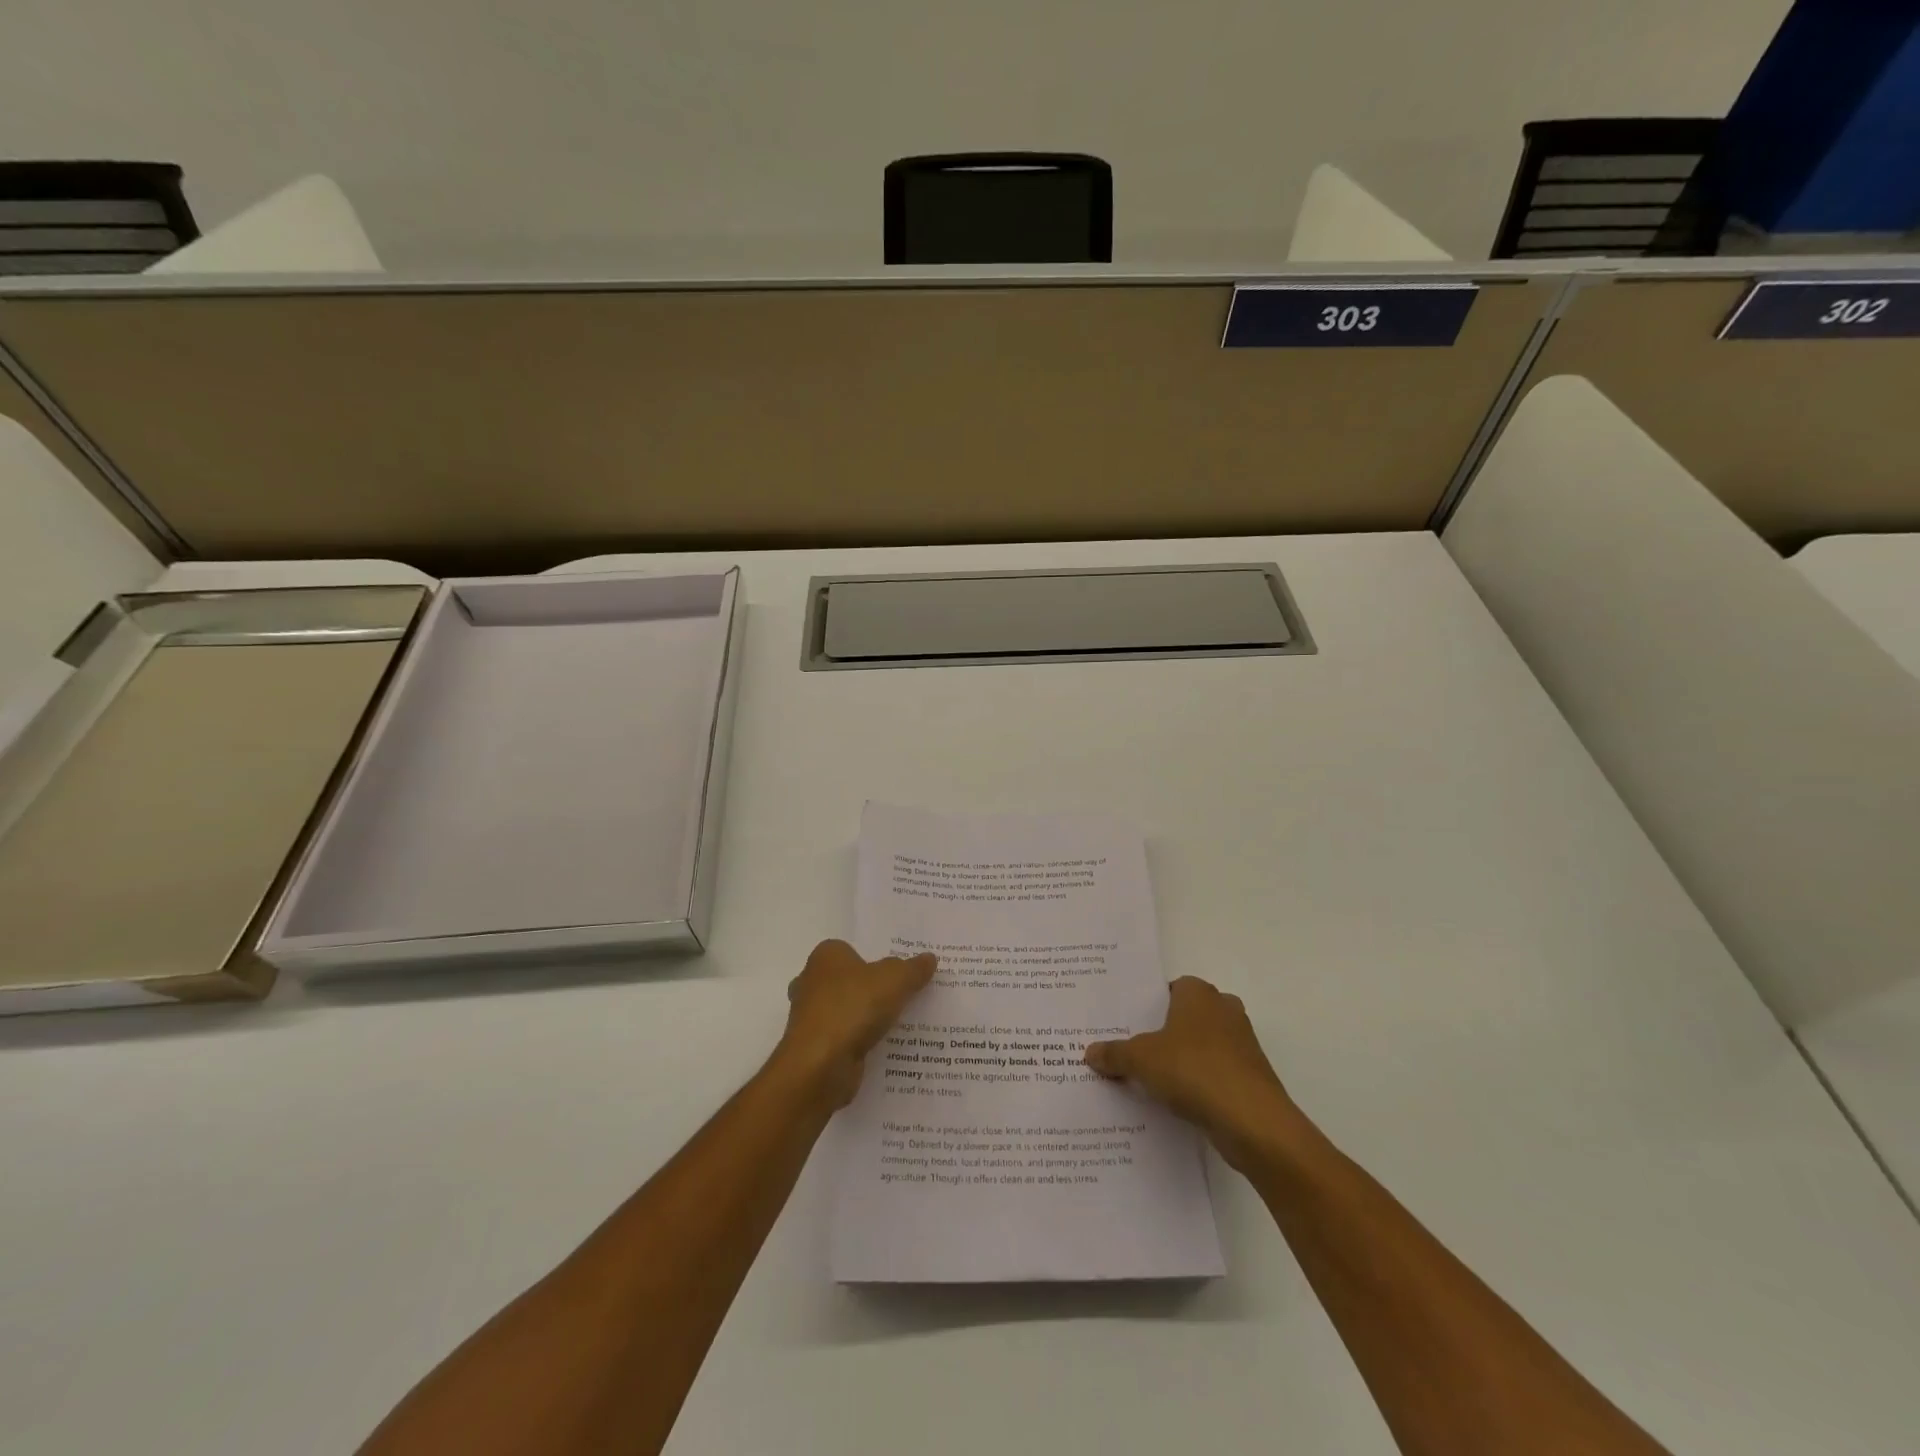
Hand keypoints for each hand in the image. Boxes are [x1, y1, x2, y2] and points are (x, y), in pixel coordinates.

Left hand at [773, 940, 937, 1108]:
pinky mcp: (814, 1048)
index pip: (852, 950)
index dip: (875, 959)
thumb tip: (930, 958)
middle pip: (849, 981)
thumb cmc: (853, 1007)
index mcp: (826, 956)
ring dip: (866, 1018)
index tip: (900, 971)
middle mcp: (811, 982)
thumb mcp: (895, 980)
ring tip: (902, 1023)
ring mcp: (810, 1017)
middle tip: (904, 995)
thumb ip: (913, 969)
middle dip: (870, 989)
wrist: (820, 1065)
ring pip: (846, 1011)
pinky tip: (885, 1047)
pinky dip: (860, 1042)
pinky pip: (844, 1038)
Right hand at [1085, 976, 1304, 1170]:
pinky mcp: (1251, 1077)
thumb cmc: (1194, 1071)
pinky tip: (1176, 1102)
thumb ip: (1114, 1054)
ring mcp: (1242, 1044)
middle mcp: (1224, 1010)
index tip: (1127, 1023)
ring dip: (1182, 1059)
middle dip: (1165, 1032)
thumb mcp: (1141, 1060)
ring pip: (1202, 1045)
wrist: (1254, 1122)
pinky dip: (1199, 1083)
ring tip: (1149, 1079)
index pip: (1170, 988)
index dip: (1149, 1004)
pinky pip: (1216, 1073)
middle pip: (1187, 1016)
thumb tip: (1089, 1052)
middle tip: (1133, 1049)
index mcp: (1199, 993)